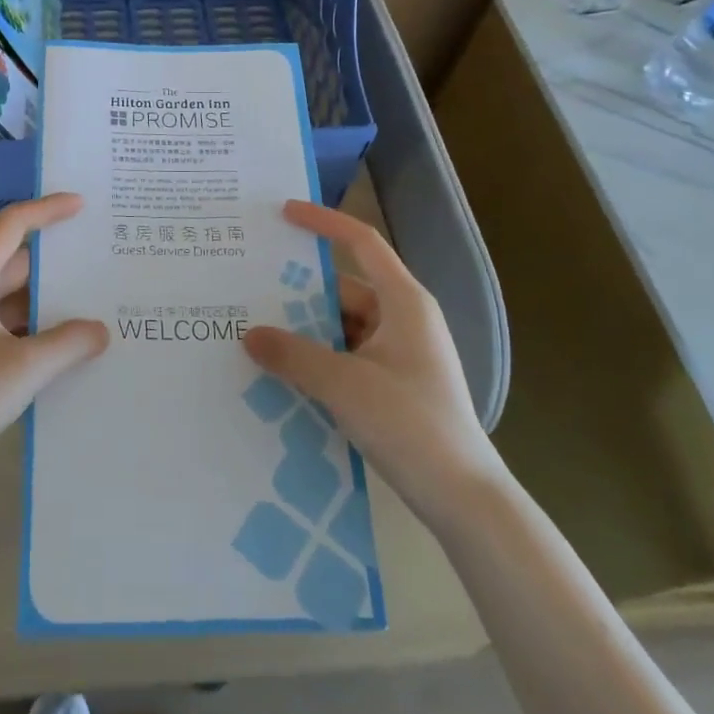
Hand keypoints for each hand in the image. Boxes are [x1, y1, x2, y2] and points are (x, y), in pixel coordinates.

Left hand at [0, 193, 108, 491]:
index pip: (10, 228)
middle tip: (99, 261)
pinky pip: (9, 329)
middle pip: (16, 264)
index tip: (81, 206)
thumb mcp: (25, 368)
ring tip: (93, 307)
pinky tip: (66, 350)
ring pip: (14, 300)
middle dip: (56, 263)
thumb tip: (100, 330)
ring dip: (48, 302)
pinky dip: (37, 331)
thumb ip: (69, 343)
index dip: (45, 210)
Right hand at [243, 200, 502, 525]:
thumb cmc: (410, 424)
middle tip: (250, 288)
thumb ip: (292, 355)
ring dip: (305, 330)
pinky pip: (347, 356)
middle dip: (299, 290)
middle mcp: (403, 319)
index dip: (323, 222)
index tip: (284, 212)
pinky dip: (318, 358)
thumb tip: (249, 335)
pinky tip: (283, 372)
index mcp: (403, 302)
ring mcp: (400, 354)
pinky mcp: (394, 385)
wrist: (464, 500)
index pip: (362, 242)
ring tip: (256, 333)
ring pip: (342, 326)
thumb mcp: (343, 384)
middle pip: (343, 289)